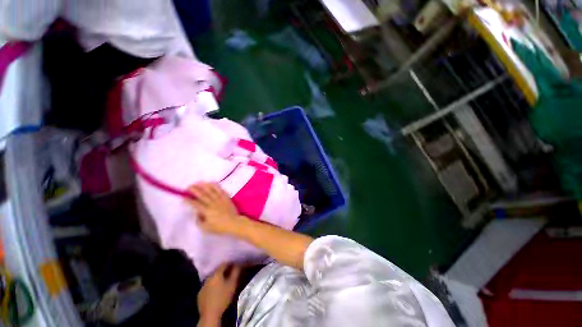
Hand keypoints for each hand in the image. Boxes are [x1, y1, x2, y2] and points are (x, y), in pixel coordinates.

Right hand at [188, 183, 242, 234]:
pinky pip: (220, 190)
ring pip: (211, 191)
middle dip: (194, 190)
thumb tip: (197, 213)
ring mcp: (220, 200)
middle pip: (202, 195)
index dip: (189, 200)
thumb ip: (199, 221)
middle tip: (189, 186)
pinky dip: (215, 186)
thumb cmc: (219, 227)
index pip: (196, 204)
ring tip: (198, 182)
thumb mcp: (206, 228)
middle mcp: (213, 204)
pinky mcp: (226, 198)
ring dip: (204, 186)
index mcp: (207, 211)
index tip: (183, 197)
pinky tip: (211, 182)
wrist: (234, 223)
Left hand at [197, 263, 241, 326]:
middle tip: (230, 274)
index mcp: (216, 274)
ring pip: (212, 279)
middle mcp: (208, 278)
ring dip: (218, 279)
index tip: (235, 265)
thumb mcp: (232, 284)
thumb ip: (236, 272)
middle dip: (224, 271)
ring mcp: (202, 286)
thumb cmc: (223, 298)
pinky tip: (216, 291)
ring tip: (224, 283)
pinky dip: (212, 286)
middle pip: (217, 271)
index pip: (224, 264)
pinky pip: (207, 287)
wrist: (210, 315)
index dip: (230, 263)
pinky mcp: (199, 295)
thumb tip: (238, 264)